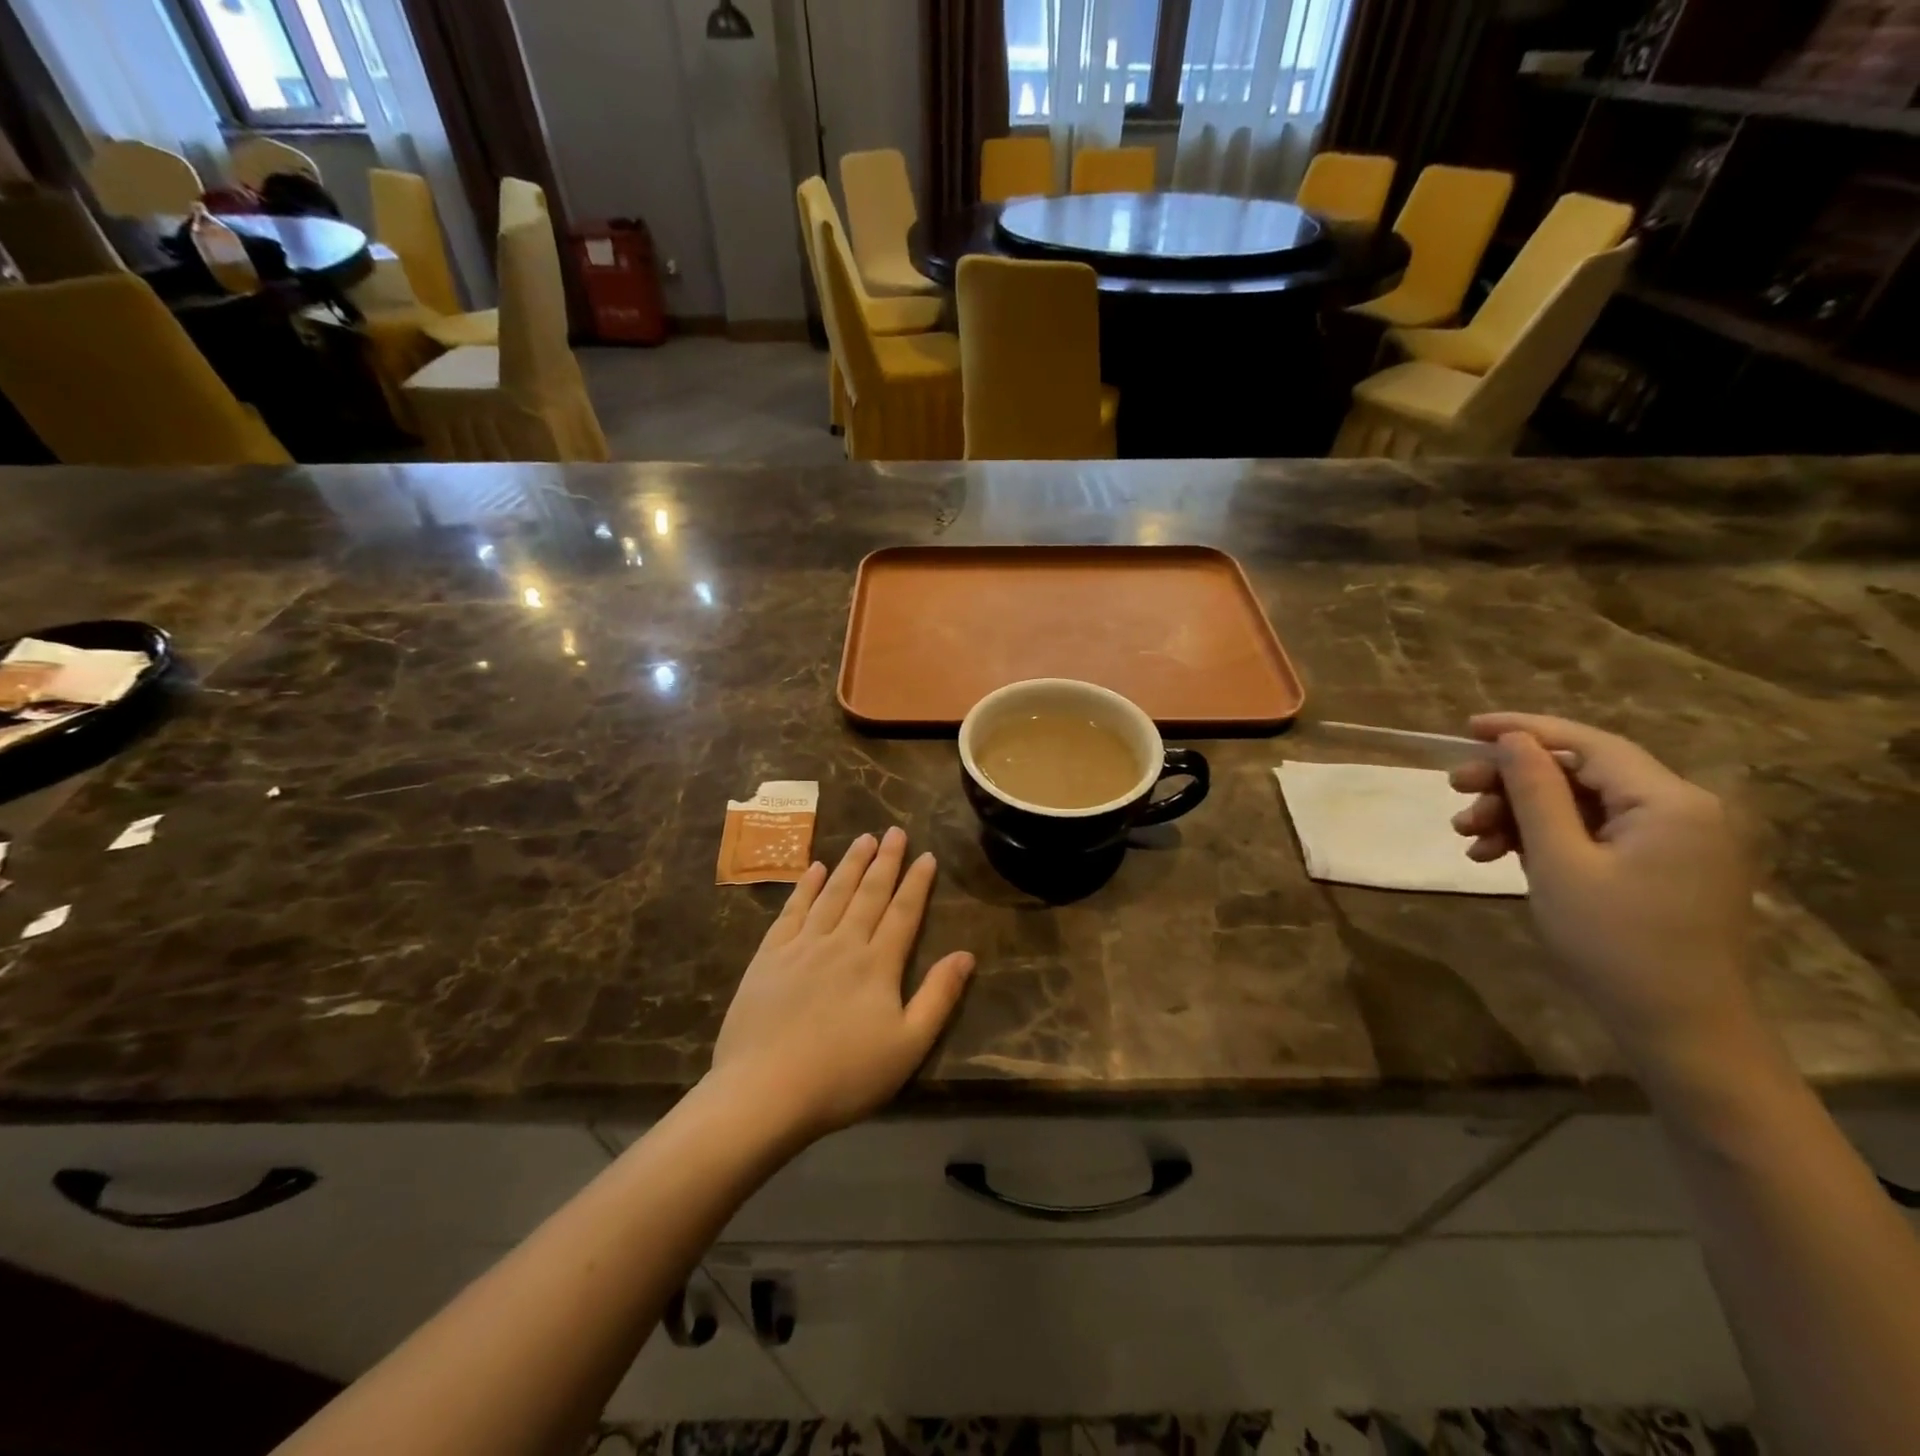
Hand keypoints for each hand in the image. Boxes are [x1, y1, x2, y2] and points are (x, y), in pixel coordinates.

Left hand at [708, 828, 974, 1142]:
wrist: (764, 1092)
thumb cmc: (843, 1076)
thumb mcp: (907, 1046)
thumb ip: (938, 998)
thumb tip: (966, 955)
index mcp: (877, 964)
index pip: (903, 912)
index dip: (917, 883)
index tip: (927, 856)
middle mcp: (842, 943)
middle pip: (869, 894)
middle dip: (885, 861)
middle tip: (895, 831)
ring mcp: (802, 946)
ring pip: (832, 894)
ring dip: (850, 864)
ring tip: (863, 838)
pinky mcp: (769, 956)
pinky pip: (792, 911)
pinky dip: (806, 887)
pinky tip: (815, 869)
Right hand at [1449, 713, 1754, 1061]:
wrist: (1679, 1030)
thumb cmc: (1614, 943)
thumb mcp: (1559, 861)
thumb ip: (1535, 792)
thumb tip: (1512, 740)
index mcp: (1669, 802)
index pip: (1587, 743)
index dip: (1523, 730)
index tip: (1466, 728)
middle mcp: (1680, 810)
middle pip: (1579, 773)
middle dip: (1511, 781)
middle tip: (1454, 792)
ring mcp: (1672, 841)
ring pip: (1578, 805)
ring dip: (1518, 814)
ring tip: (1467, 835)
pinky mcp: (1659, 868)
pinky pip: (1591, 835)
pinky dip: (1542, 840)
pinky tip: (1495, 856)